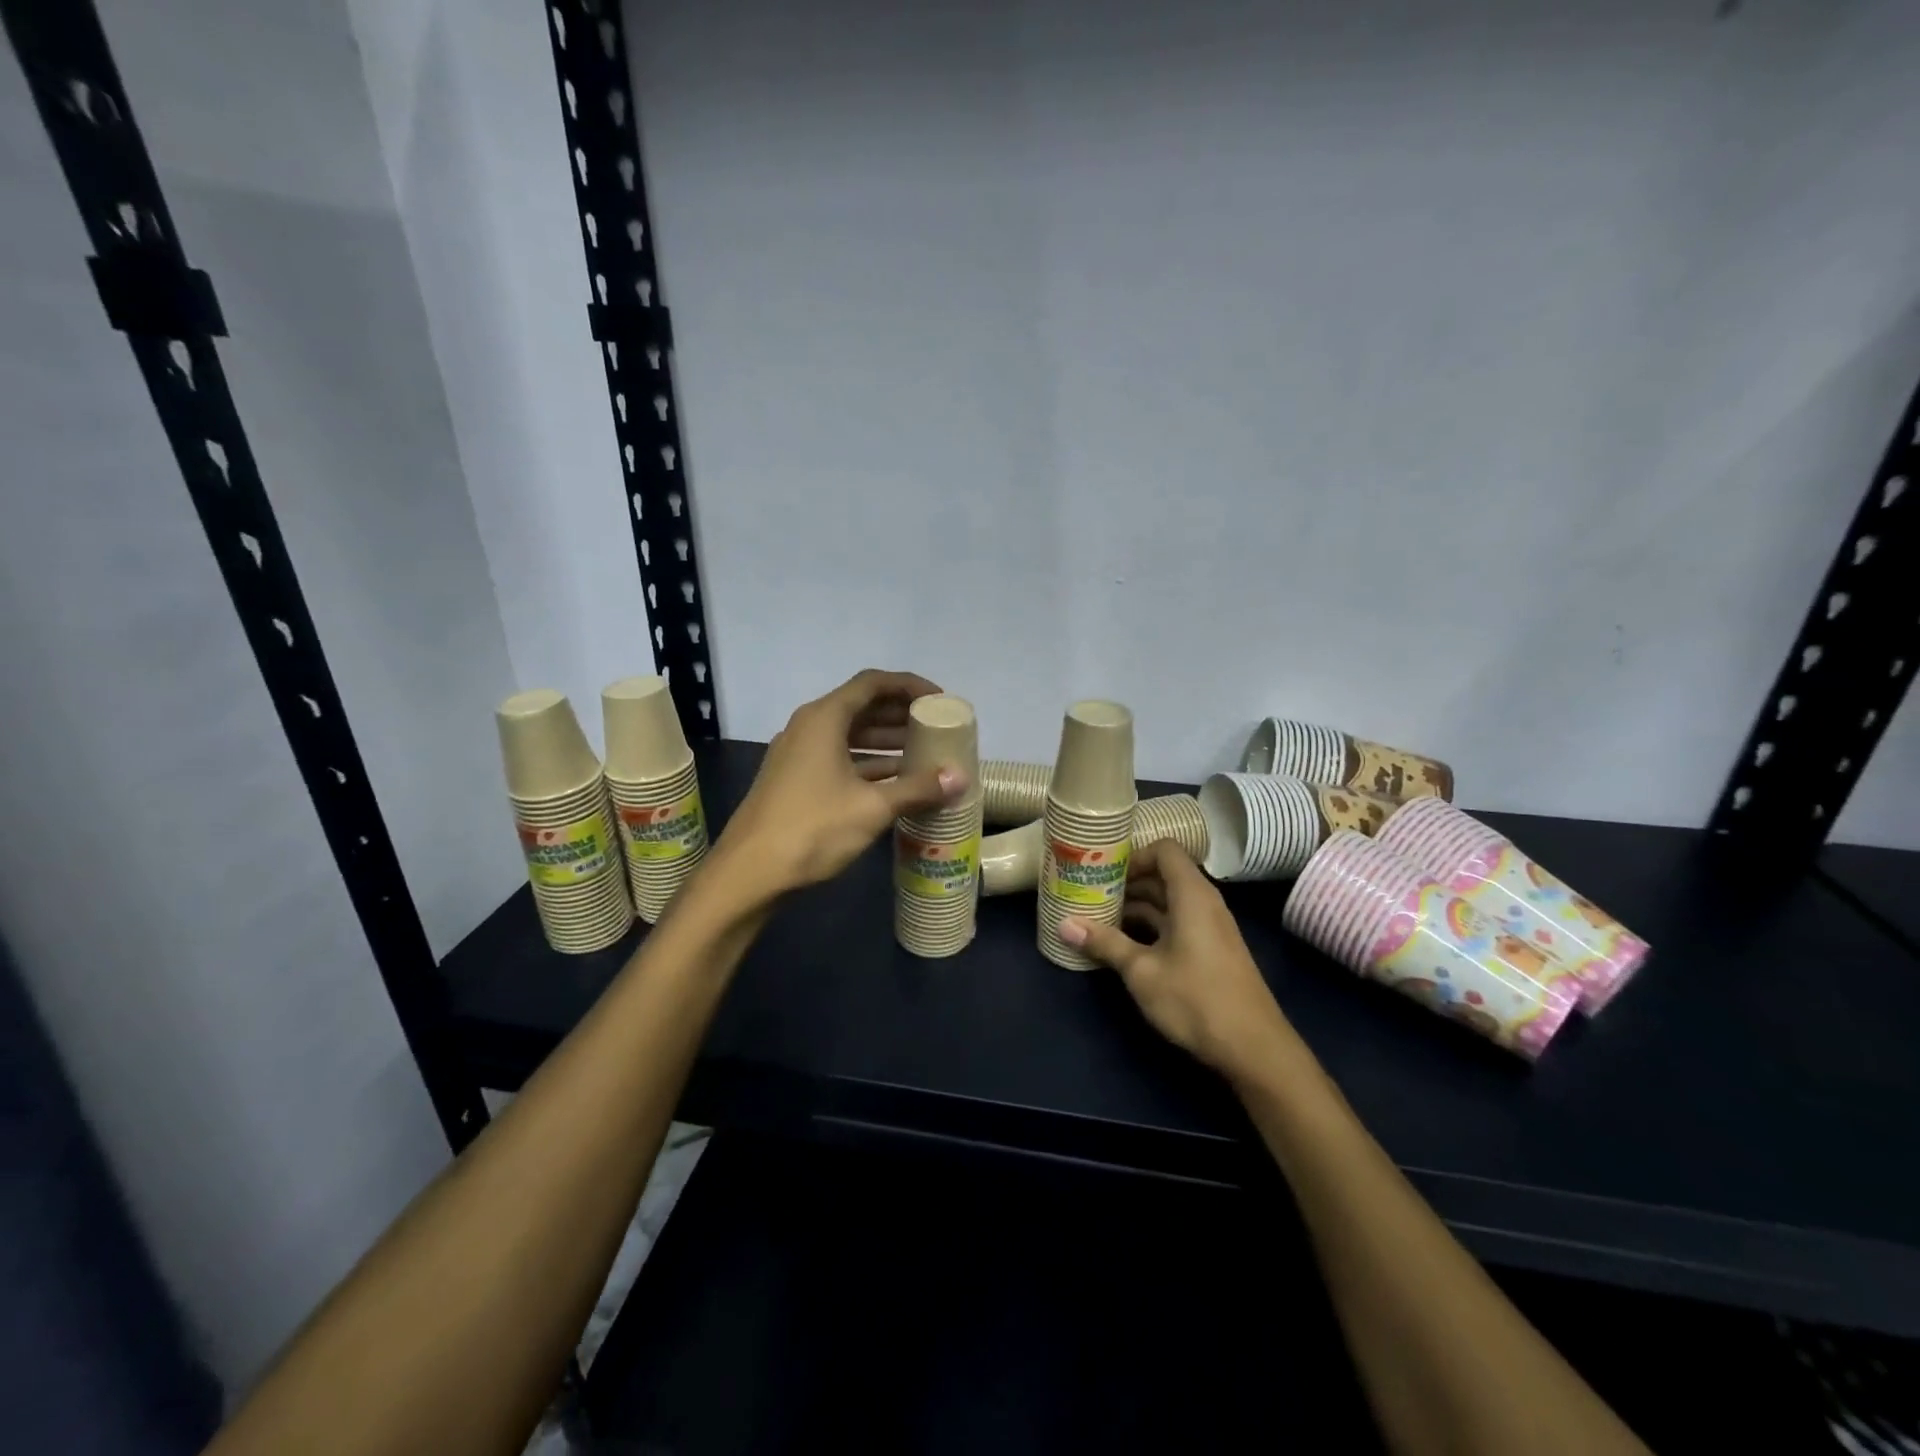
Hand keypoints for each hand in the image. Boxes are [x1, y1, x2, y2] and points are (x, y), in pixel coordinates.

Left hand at [721, 670, 967, 893]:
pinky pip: (839, 758)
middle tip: (937, 727)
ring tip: (924, 754)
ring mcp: (799, 754)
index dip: (909, 686)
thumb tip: (960, 778)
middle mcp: (809, 727)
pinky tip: (895, 782)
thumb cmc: (813, 828)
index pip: (873, 683)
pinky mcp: (796, 780)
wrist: (749, 872)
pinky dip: (868, 763)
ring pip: (850, 735)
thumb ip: (917, 788)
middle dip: (901, 715)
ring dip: (886, 741)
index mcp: (824, 718)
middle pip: (861, 706)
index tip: (940, 701)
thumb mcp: (872, 807)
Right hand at [1061, 841, 1291, 1077]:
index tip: (1102, 872)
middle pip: (1162, 875)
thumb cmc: (1196, 999)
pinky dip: (1150, 926)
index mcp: (1191, 895)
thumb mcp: (1142, 971)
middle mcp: (1203, 903)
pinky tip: (1123, 945)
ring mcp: (1209, 928)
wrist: (1254, 1049)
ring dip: (1135, 907)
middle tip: (1089, 894)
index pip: (1164, 850)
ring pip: (1168, 902)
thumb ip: (1105, 943)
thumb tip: (1064, 924)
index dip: (1133, 855)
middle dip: (1126, 883)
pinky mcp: (1210, 951)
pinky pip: (1176, 923)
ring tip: (1098, 919)